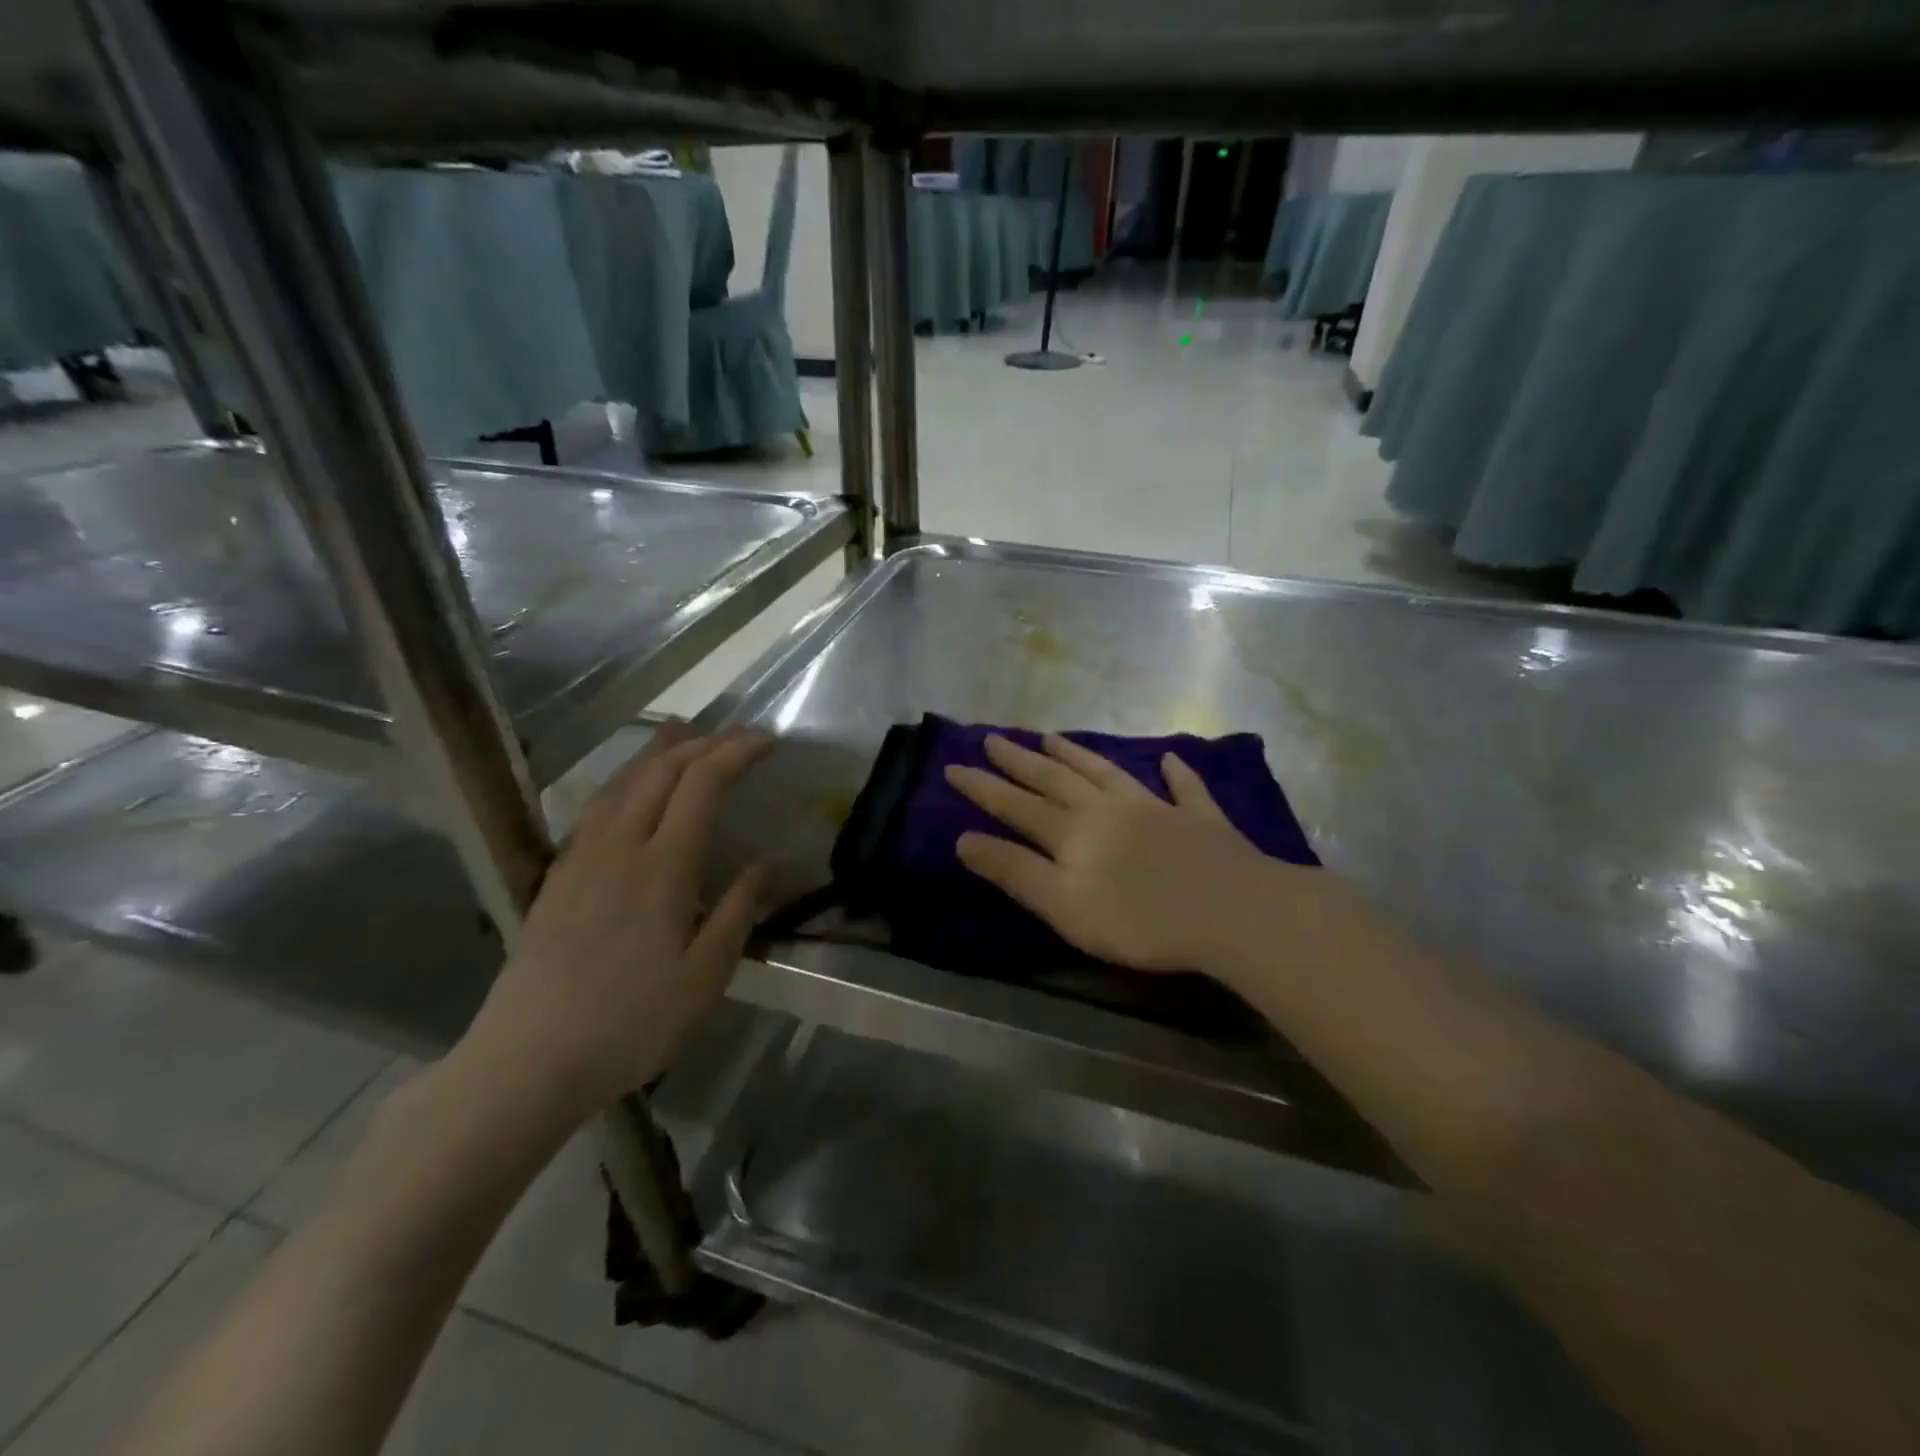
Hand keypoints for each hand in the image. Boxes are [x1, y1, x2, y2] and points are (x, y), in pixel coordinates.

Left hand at [462, 726, 770, 1119]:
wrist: (526, 1061)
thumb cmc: (630, 1023)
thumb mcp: (704, 976)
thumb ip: (738, 910)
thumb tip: (770, 861)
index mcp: (662, 866)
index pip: (702, 783)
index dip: (736, 752)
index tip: (768, 742)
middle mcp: (618, 846)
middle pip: (660, 770)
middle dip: (703, 744)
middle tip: (738, 739)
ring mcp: (580, 858)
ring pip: (621, 782)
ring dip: (659, 753)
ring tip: (683, 735)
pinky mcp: (557, 877)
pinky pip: (596, 807)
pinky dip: (625, 780)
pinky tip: (630, 791)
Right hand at [945, 732, 1283, 974]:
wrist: (1229, 911)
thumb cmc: (1138, 919)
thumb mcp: (1062, 905)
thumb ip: (1014, 871)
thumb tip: (964, 839)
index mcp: (1072, 832)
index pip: (1016, 805)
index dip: (983, 787)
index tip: (953, 765)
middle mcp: (1107, 809)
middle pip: (1056, 780)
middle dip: (1020, 760)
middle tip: (993, 738)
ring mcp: (1156, 808)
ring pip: (1108, 773)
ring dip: (1079, 756)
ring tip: (1053, 738)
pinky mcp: (1200, 819)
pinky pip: (1185, 789)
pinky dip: (1176, 774)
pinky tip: (1169, 760)